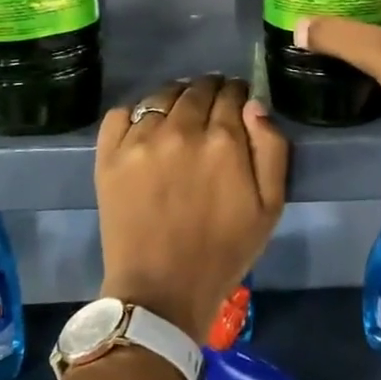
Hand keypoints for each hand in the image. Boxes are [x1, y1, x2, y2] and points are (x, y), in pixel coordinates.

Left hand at [94, 75, 289, 341]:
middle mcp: (181, 129)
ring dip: (176, 97)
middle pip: (197, 88)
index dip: (238, 95)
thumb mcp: (270, 206)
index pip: (232, 93)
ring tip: (179, 115)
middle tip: (211, 108)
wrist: (161, 291)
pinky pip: (122, 112)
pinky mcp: (109, 154)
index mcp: (224, 140)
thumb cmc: (224, 251)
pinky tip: (146, 129)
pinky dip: (137, 113)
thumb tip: (254, 105)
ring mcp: (140, 140)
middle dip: (210, 91)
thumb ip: (271, 148)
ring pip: (162, 95)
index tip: (237, 105)